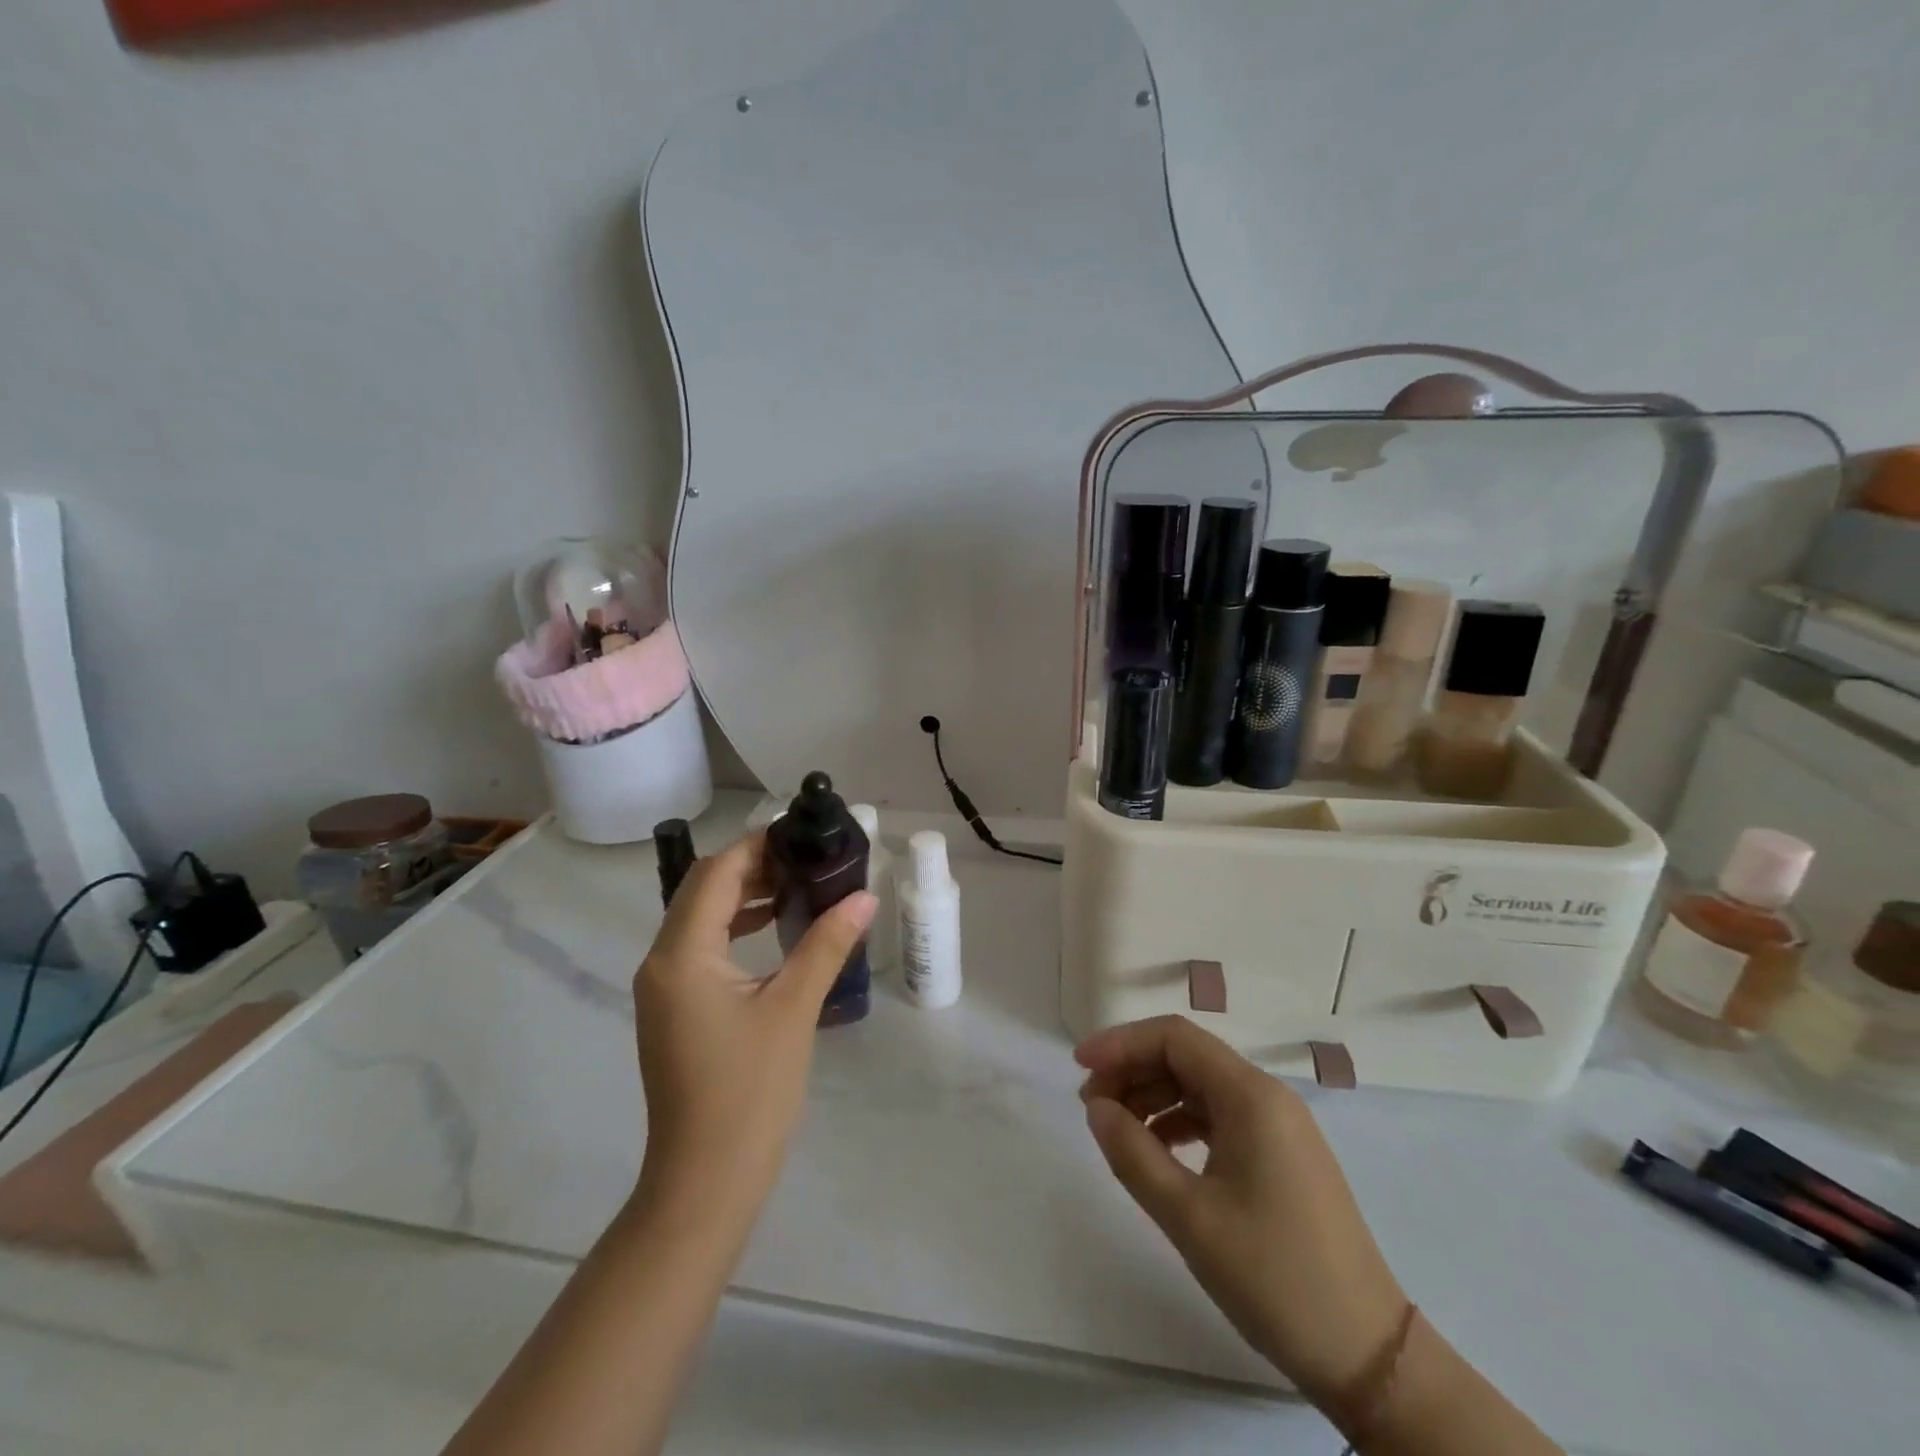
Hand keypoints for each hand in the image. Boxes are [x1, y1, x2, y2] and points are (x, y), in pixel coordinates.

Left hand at [632, 832, 876, 1230]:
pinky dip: (734, 928)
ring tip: (796, 887)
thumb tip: (864, 897)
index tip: (802, 835)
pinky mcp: (675, 1009)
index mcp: (682, 955)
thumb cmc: (749, 1092)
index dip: (756, 847)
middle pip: (702, 890)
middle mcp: (662, 962)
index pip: (715, 874)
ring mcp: (664, 988)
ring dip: (742, 896)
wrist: (705, 1182)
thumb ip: (827, 945)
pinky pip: (701, 948)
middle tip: (805, 859)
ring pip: (699, 918)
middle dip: (751, 867)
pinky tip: (774, 931)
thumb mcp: (793, 1009)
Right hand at [1077, 1016, 1408, 1412]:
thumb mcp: (1189, 1217)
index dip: (1121, 1043)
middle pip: (1187, 1057)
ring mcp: (1280, 1126)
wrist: (1370, 1356)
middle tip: (1091, 1106)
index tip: (1079, 1067)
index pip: (1174, 1037)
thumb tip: (1096, 1108)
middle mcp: (1268, 1096)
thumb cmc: (1274, 1277)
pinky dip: (1180, 1122)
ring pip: (1202, 1086)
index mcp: (1251, 1096)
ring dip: (1154, 1096)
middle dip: (1133, 1070)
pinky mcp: (1282, 1155)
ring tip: (1115, 1130)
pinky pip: (1220, 1117)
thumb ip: (1133, 1153)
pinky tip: (1157, 1151)